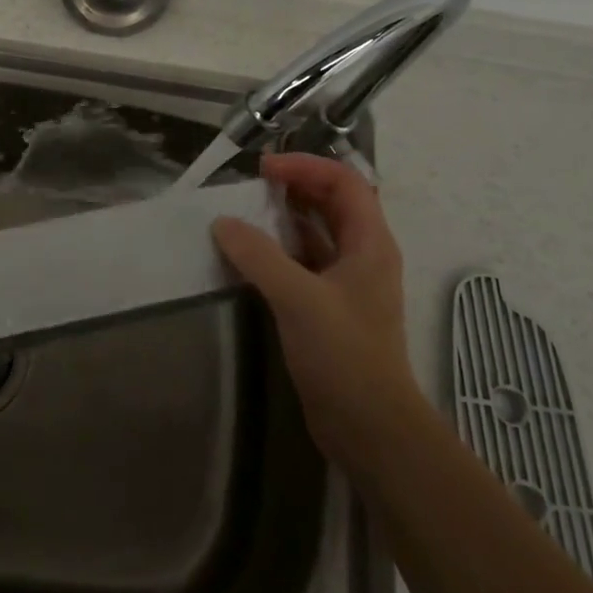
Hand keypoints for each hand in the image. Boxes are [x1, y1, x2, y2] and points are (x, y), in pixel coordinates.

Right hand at [211, 153, 418, 461]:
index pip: (345, 182)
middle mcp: (362, 255)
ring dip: (284, 219)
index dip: (306, 166)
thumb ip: (258, 256)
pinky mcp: (328, 307)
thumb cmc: (343, 354)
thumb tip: (222, 223)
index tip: (264, 168)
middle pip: (332, 203)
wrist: (369, 426)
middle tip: (252, 186)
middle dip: (295, 186)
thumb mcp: (298, 298)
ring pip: (316, 234)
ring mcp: (346, 283)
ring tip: (244, 213)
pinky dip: (278, 251)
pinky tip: (248, 255)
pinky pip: (303, 263)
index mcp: (370, 243)